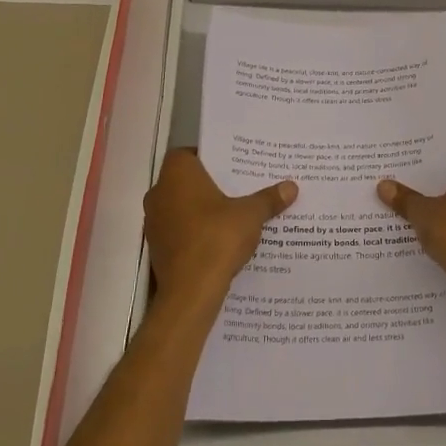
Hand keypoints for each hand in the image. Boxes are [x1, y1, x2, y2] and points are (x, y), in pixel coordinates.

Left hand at [144, 149, 296, 306]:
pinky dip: (196, 231)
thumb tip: (291, 187)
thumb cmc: (217, 238)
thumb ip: (268, 199)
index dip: (209, 157)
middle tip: (240, 187)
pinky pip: (180, 230)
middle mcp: (159, 193)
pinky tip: (221, 240)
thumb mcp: (251, 215)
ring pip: (182, 207)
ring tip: (234, 214)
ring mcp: (154, 222)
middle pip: (186, 181)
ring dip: (202, 210)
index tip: (232, 165)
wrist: (190, 291)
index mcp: (177, 175)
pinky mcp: (158, 248)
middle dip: (210, 184)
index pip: (188, 154)